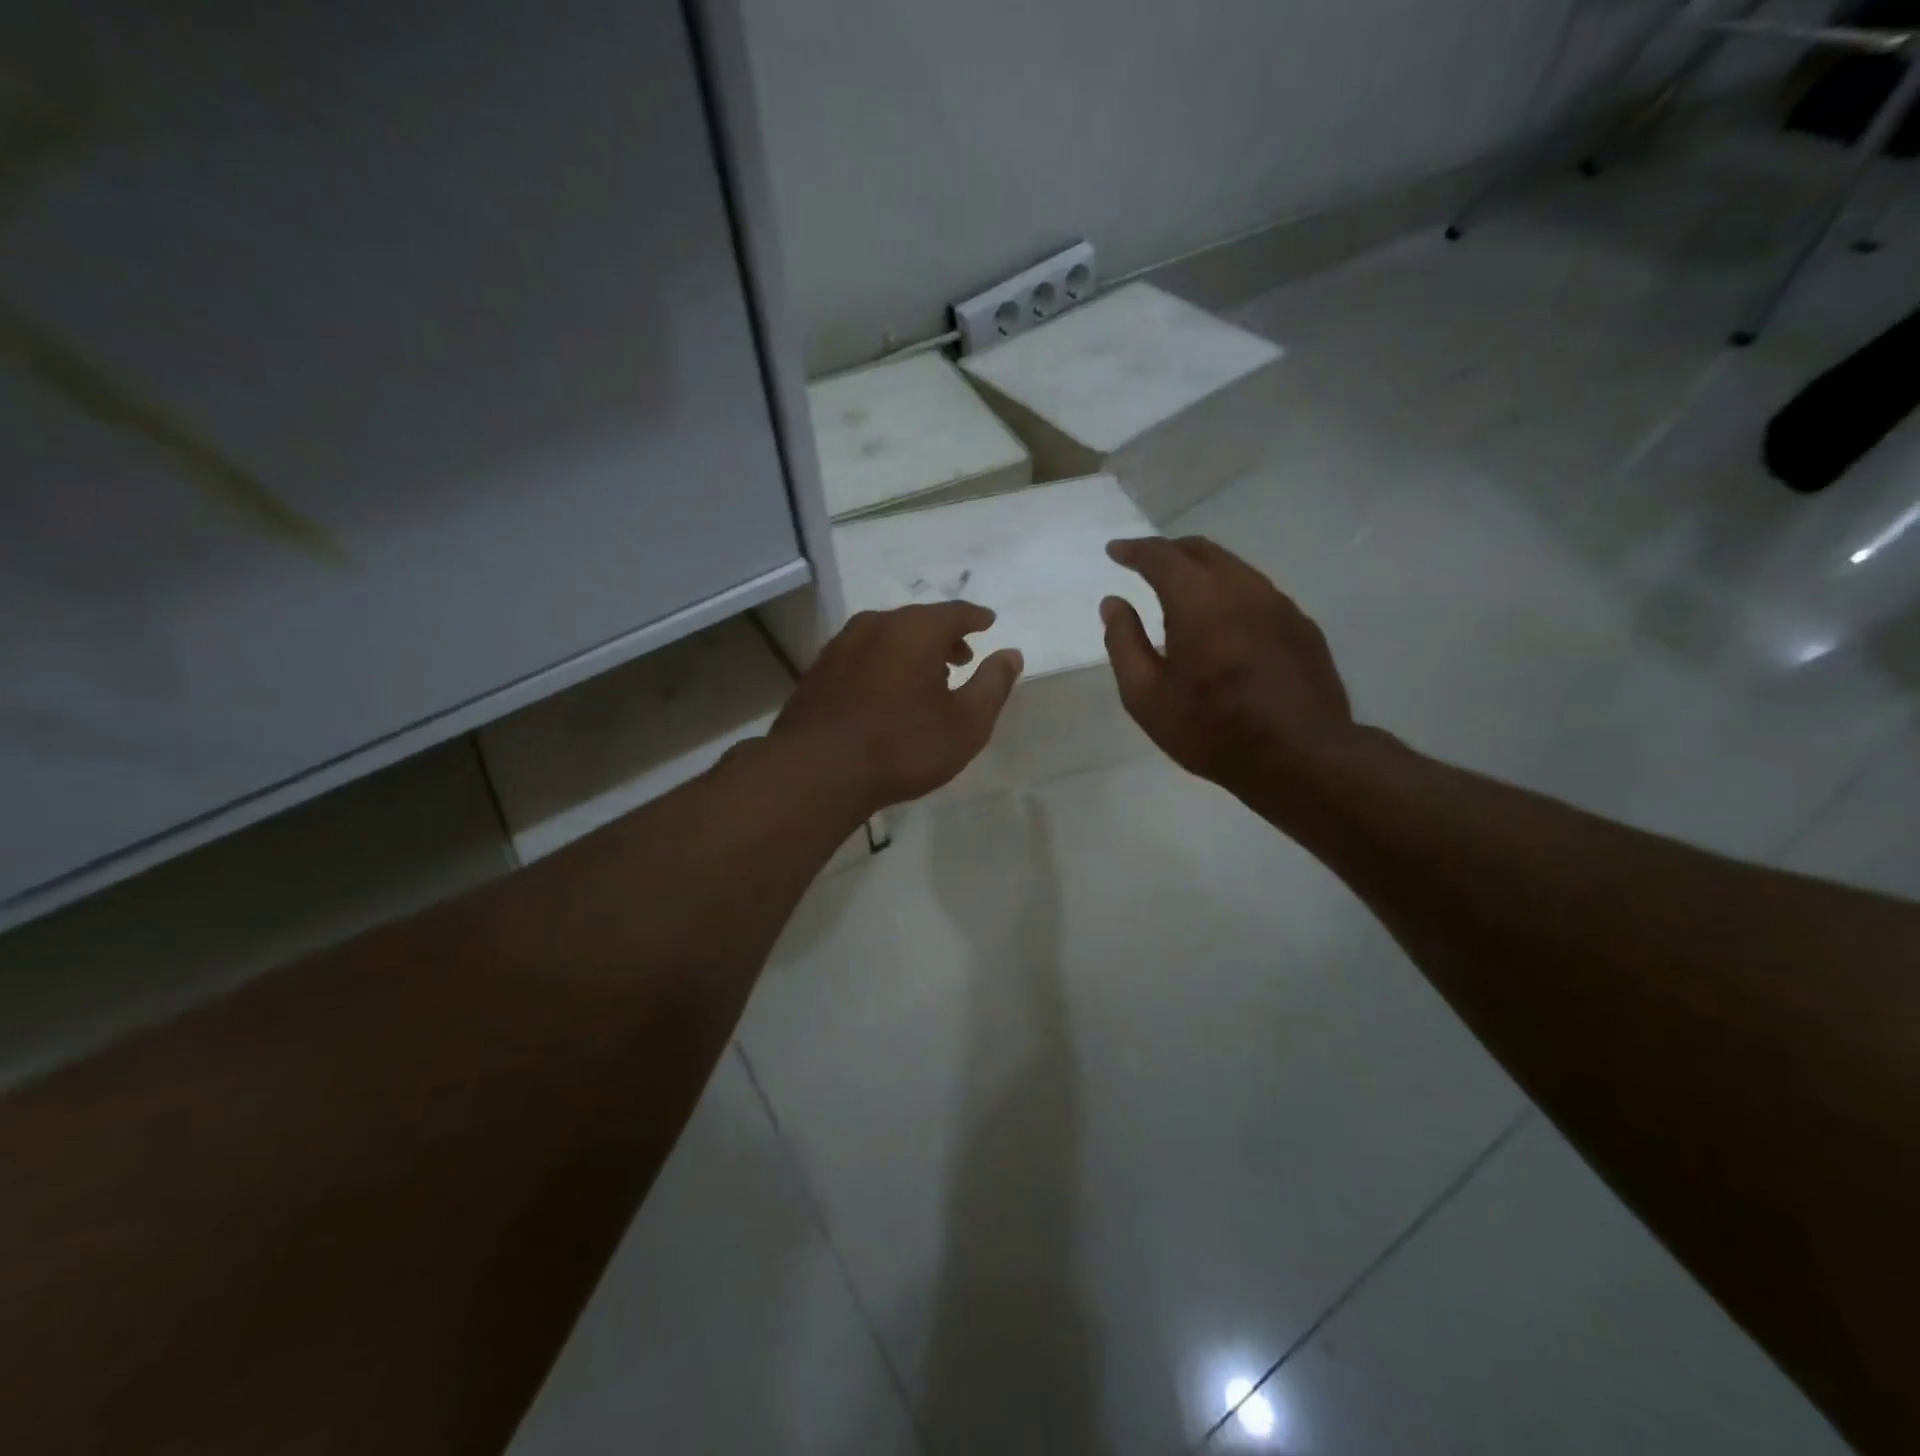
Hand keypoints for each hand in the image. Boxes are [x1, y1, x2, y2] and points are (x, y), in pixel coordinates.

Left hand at [770, 603, 1023, 814]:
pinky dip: (883, 665)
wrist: (818, 771)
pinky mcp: (818, 672)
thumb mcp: (966, 723)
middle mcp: (875, 625)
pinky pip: (862, 656)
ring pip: (887, 637)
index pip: (955, 612)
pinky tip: (886, 694)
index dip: (976, 618)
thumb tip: (1010, 654)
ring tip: (926, 679)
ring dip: (911, 651)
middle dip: (943, 637)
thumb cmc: (903, 745)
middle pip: (918, 621)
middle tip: (961, 658)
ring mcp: (841, 646)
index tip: (988, 622)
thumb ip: (993, 684)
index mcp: (915, 629)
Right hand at [1100, 536, 1358, 814]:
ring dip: (1203, 572)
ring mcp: (1279, 604)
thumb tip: (1113, 603)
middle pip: (1202, 551)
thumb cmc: (1210, 728)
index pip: (1161, 556)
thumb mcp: (1146, 696)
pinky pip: (1259, 595)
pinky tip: (1225, 624)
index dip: (1134, 550)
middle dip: (1170, 552)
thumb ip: (1124, 642)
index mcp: (1197, 598)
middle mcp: (1242, 587)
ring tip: (1183, 592)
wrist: (1299, 756)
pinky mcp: (1302, 626)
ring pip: (1235, 569)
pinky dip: (1231, 595)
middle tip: (1147, 564)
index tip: (1115, 551)